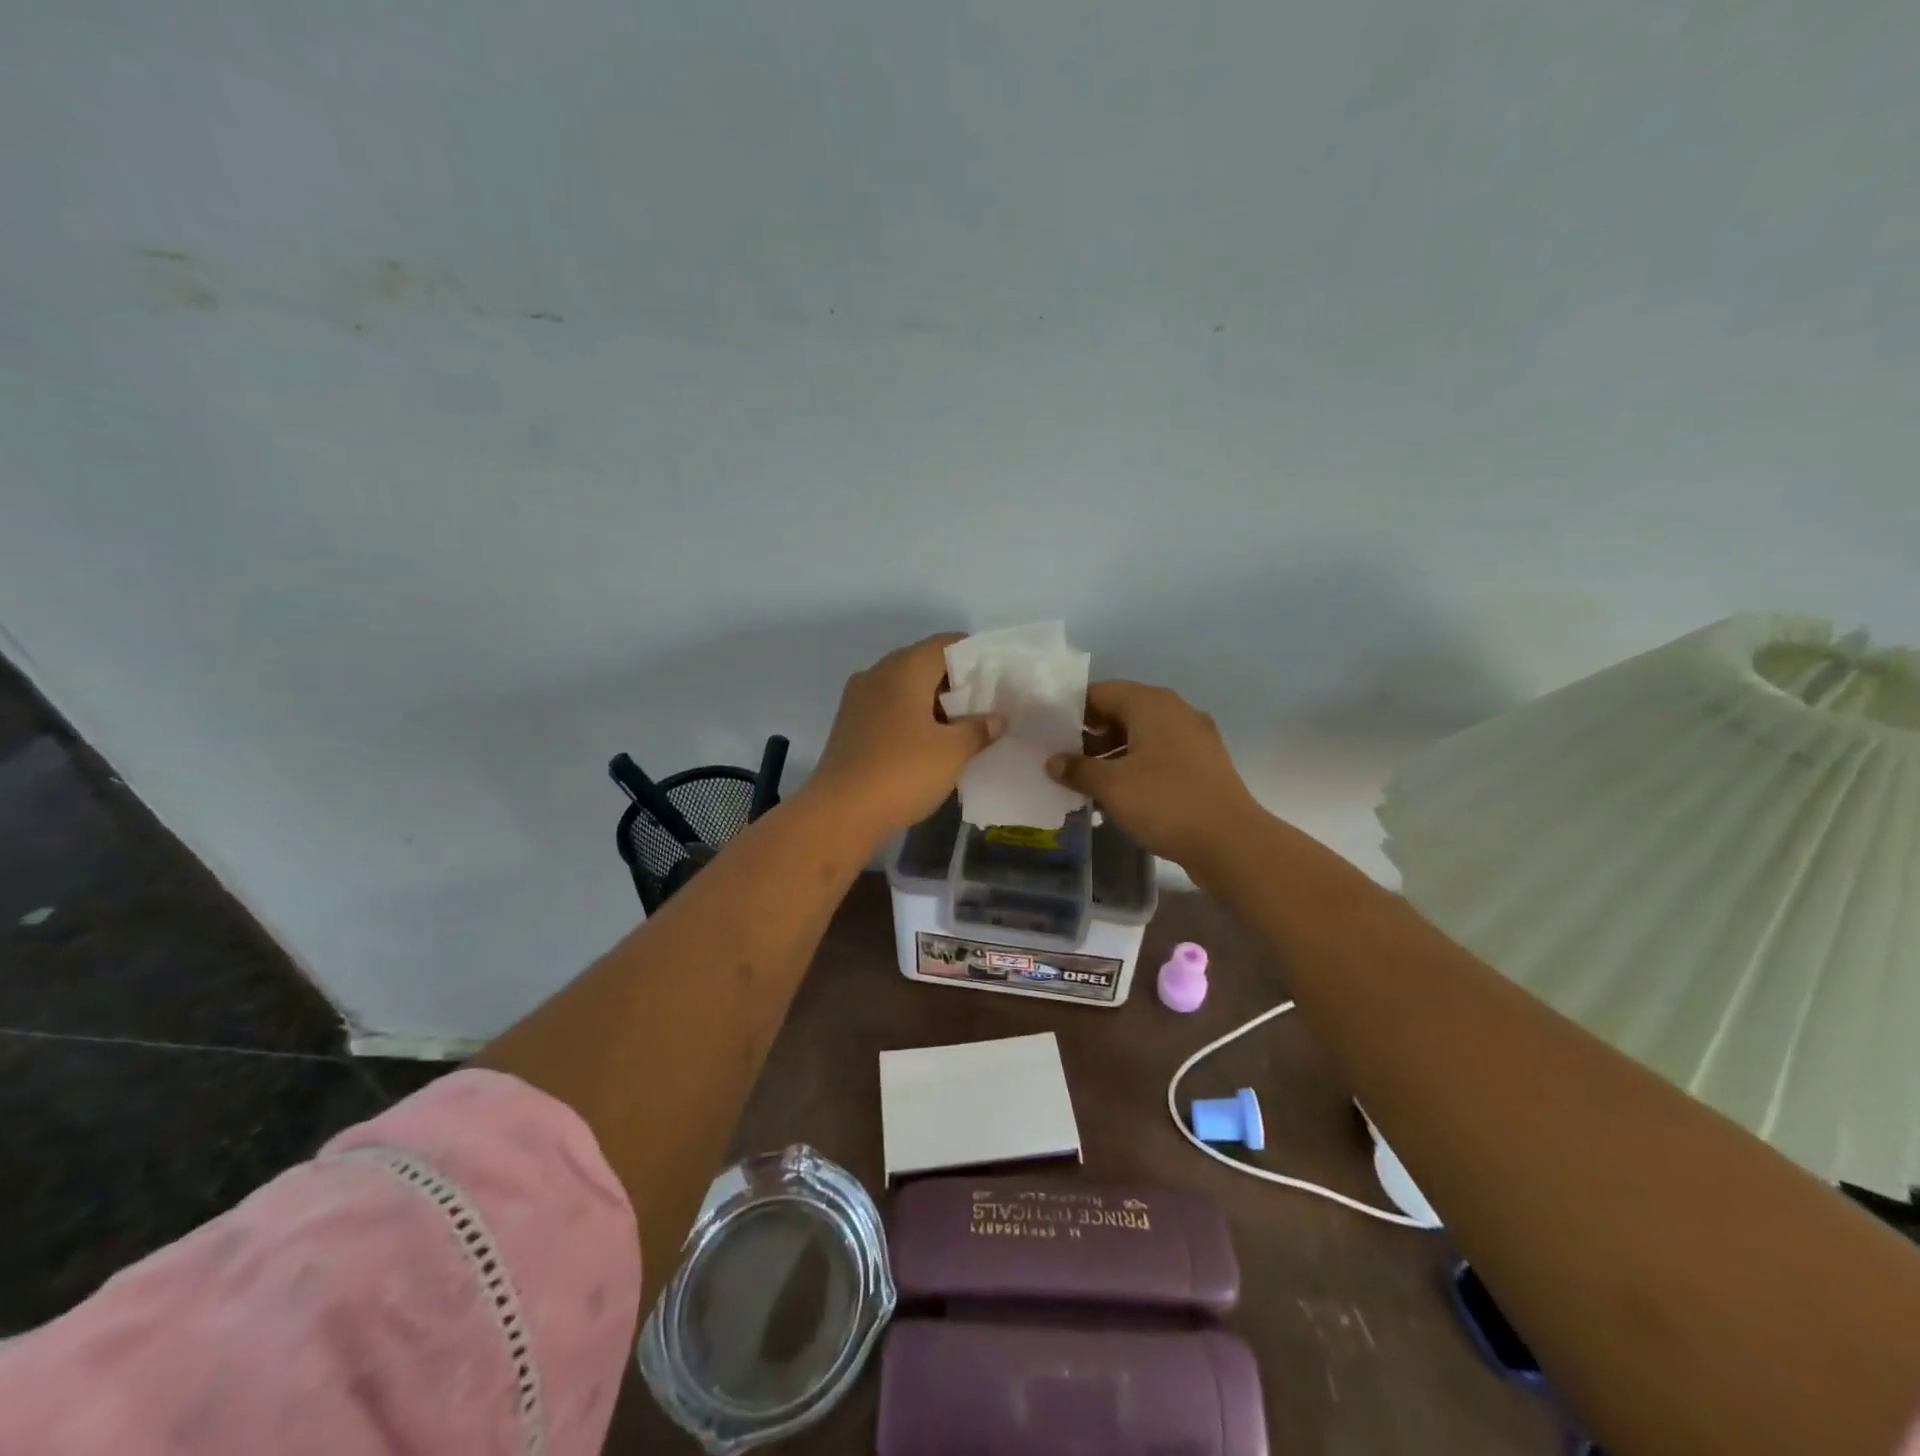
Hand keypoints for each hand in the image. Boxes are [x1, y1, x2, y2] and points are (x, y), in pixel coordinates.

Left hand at [808, 634, 1003, 836]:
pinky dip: (910, 717)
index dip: (973, 655)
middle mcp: (877, 674)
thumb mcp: (952, 752)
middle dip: (953, 681)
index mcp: (904, 669)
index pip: (944, 644)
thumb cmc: (902, 772)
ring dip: (931, 701)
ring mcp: (858, 699)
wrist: (840, 813)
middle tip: (983, 703)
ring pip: (903, 687)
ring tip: (960, 725)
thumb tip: (996, 718)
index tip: (996, 676)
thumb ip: (978, 729)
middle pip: (922, 663)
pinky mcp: (849, 725)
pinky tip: (928, 741)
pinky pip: (887, 708)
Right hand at [1046, 681, 1260, 866]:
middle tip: (1062, 757)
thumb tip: (1053, 761)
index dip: (1071, 709)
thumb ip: (1077, 769)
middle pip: (1122, 712)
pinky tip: (1118, 795)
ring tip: (1084, 780)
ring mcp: (1194, 738)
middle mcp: (1175, 711)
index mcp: (1152, 704)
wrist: (1231, 843)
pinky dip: (1136, 767)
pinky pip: (1159, 756)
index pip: (1101, 692)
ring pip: (1141, 736)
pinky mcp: (1203, 765)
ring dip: (1112, 754)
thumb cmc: (1165, 803)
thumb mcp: (1111, 786)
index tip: (1048, 731)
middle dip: (1090, 734)